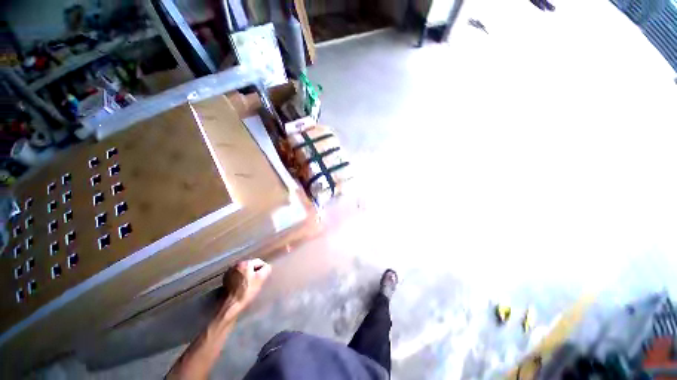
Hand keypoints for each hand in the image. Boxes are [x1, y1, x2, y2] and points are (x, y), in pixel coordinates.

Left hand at [222, 259, 271, 312]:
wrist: (230, 304)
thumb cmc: (247, 291)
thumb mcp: (260, 279)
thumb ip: (266, 269)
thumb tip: (267, 266)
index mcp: (245, 263)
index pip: (259, 262)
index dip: (262, 269)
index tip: (263, 278)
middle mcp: (236, 264)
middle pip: (250, 265)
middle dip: (254, 271)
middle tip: (256, 281)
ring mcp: (230, 271)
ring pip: (244, 269)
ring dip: (247, 274)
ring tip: (249, 283)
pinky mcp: (225, 277)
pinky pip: (237, 274)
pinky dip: (240, 277)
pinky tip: (241, 285)